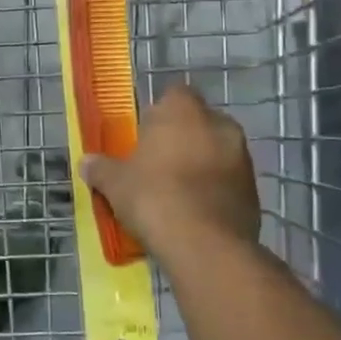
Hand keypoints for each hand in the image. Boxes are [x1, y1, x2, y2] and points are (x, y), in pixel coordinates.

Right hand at [81, 86, 262, 256]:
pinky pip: (229, 180)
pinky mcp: (254, 189)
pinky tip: (196, 211)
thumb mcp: (115, 183)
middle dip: (182, 137)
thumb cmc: (154, 197)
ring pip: (217, 150)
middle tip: (158, 162)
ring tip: (177, 190)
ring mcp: (242, 157)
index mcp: (184, 110)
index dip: (159, 112)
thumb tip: (86, 162)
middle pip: (198, 122)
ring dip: (201, 163)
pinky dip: (215, 189)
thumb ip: (101, 168)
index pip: (174, 94)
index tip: (145, 134)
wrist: (205, 245)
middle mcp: (219, 124)